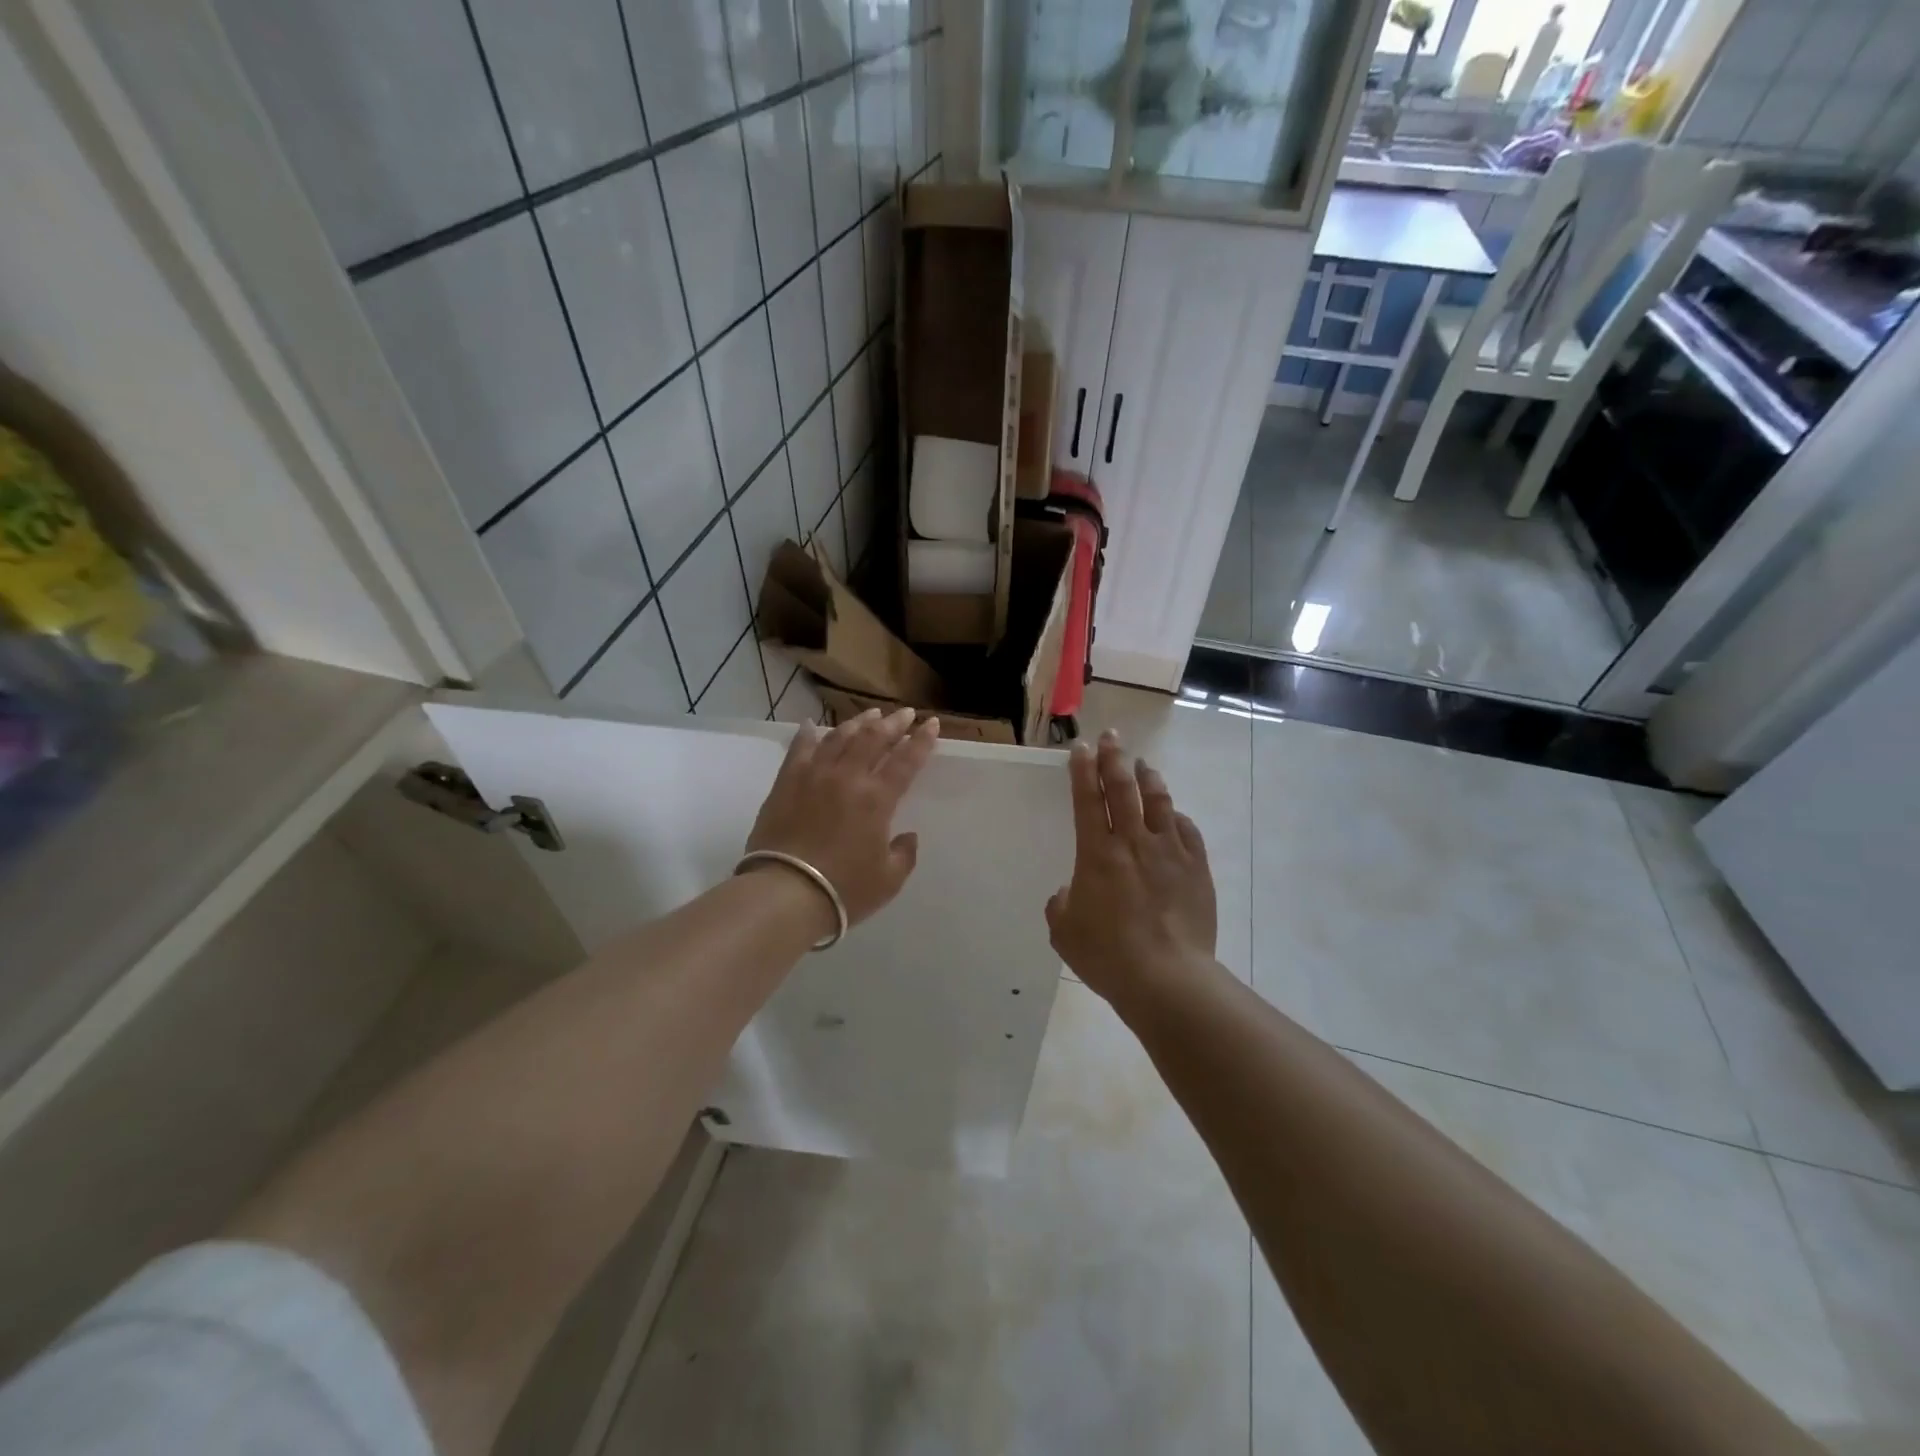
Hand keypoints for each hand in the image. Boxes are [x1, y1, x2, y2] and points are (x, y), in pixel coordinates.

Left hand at [744, 707, 938, 930]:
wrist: (785, 894)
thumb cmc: (844, 890)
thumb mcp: (888, 880)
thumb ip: (904, 854)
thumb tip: (907, 837)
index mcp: (877, 799)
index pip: (906, 761)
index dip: (921, 741)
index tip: (931, 724)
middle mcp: (847, 777)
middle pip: (873, 739)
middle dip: (893, 723)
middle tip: (905, 714)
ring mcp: (814, 776)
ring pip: (839, 737)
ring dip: (858, 722)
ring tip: (870, 714)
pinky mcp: (786, 783)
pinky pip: (799, 749)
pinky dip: (808, 734)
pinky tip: (813, 725)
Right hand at [1045, 729, 1217, 1001]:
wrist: (1167, 978)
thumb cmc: (1108, 955)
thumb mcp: (1064, 932)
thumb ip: (1061, 904)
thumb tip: (1071, 892)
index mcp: (1096, 853)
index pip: (1087, 799)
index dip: (1082, 770)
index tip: (1081, 748)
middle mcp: (1133, 842)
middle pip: (1122, 788)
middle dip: (1113, 758)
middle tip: (1111, 737)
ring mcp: (1169, 852)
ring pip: (1159, 802)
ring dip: (1148, 778)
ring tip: (1143, 764)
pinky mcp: (1197, 869)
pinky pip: (1188, 831)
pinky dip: (1177, 817)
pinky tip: (1175, 815)